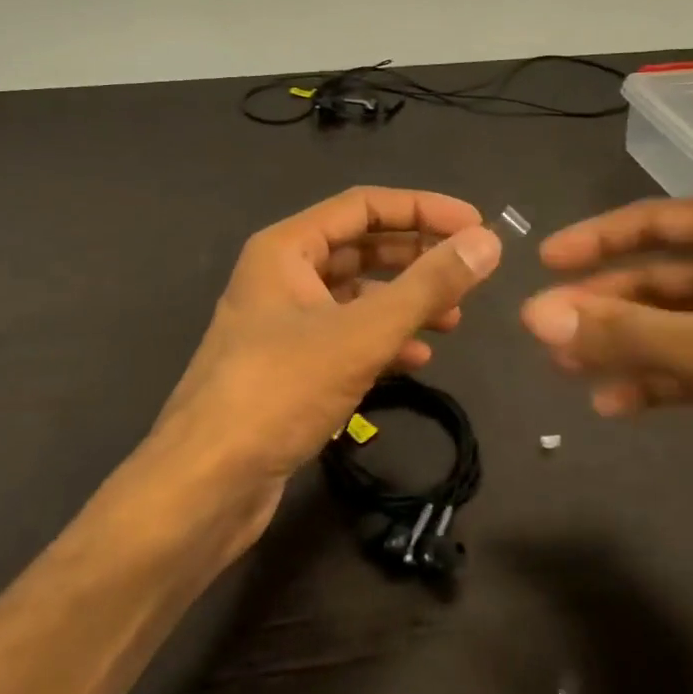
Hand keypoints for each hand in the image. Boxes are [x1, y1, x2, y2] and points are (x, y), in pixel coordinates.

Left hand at [150, 187, 501, 534]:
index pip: (365, 206)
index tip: (476, 226)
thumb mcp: (362, 334)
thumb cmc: (278, 391)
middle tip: (469, 272)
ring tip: (454, 319)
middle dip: (417, 257)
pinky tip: (416, 359)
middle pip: (362, 248)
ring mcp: (283, 323)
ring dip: (405, 302)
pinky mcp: (289, 367)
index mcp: (286, 248)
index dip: (423, 209)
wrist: (204, 487)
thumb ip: (428, 285)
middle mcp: (282, 276)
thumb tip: (487, 242)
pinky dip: (383, 341)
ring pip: (356, 296)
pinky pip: (346, 337)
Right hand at [520, 199, 692, 551]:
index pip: (654, 222)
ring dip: (625, 347)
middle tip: (546, 332)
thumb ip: (628, 334)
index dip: (596, 240)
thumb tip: (535, 314)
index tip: (544, 262)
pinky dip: (659, 382)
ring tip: (568, 370)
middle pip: (659, 280)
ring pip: (675, 327)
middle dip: (604, 306)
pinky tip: (616, 404)